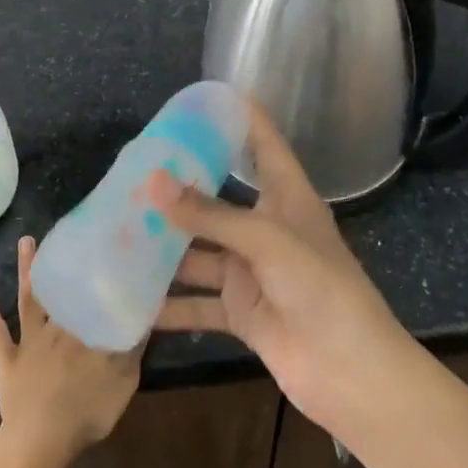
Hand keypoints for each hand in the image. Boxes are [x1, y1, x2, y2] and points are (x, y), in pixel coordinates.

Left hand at [0, 236, 141, 467]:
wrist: (41, 441)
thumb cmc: (87, 411)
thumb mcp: (124, 380)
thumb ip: (133, 345)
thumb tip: (146, 311)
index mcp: (84, 330)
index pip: (91, 294)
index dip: (97, 270)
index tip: (102, 243)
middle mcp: (57, 327)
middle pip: (60, 288)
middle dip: (61, 259)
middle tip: (63, 231)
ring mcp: (29, 342)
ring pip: (29, 299)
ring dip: (26, 270)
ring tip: (25, 241)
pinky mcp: (8, 359)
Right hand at [150, 102, 410, 430]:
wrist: (349, 371)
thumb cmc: (320, 288)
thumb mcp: (266, 241)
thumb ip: (209, 214)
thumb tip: (153, 181)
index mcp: (287, 198)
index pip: (264, 145)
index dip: (241, 118)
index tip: (207, 96)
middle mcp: (267, 229)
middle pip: (218, 200)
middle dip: (180, 190)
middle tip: (134, 172)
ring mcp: (251, 272)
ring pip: (200, 252)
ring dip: (165, 249)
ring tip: (117, 233)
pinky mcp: (241, 311)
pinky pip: (197, 303)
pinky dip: (169, 306)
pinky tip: (132, 302)